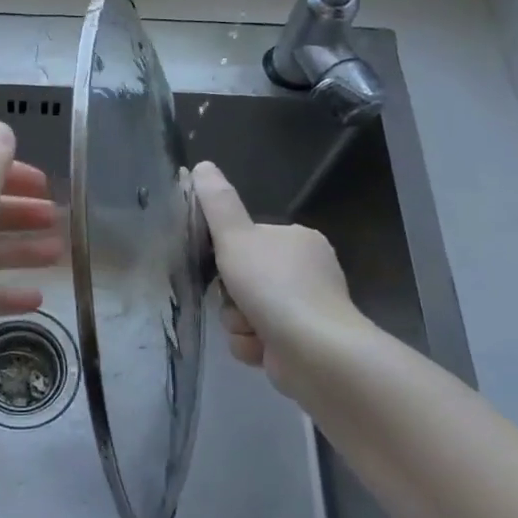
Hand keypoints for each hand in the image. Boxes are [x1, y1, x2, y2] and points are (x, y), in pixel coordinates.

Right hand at [193, 160, 372, 399]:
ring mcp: (307, 311)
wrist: (315, 351)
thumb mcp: (236, 238)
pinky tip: (260, 348)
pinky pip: (259, 339)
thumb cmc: (275, 286)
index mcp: (298, 241)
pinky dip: (253, 345)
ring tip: (250, 329)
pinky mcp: (302, 345)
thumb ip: (217, 204)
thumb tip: (203, 165)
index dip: (228, 255)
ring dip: (238, 322)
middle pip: (244, 279)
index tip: (221, 266)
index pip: (250, 241)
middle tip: (234, 299)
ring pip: (246, 311)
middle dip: (231, 296)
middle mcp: (307, 273)